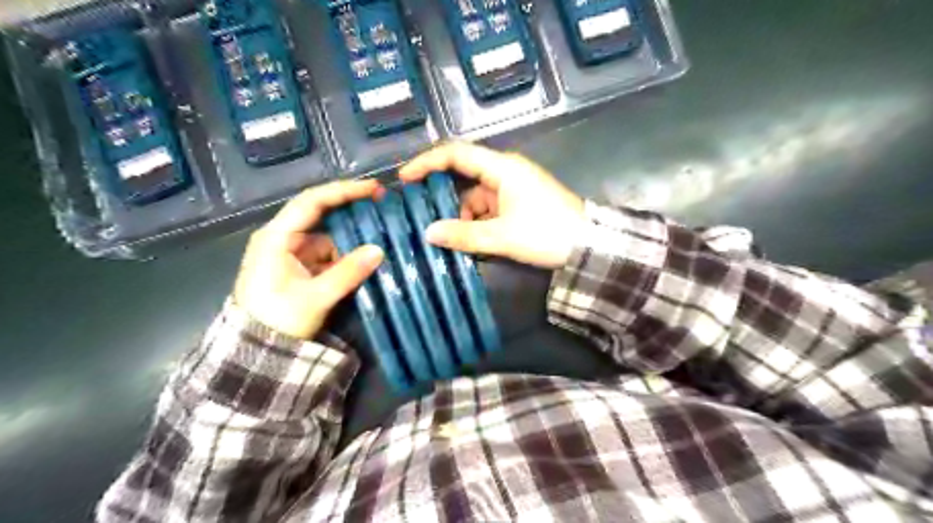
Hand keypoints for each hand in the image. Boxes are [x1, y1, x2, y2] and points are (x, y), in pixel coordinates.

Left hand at [235, 182, 384, 340]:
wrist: (256, 353)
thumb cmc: (278, 320)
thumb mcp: (315, 298)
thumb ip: (347, 273)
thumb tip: (379, 250)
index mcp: (276, 238)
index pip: (311, 202)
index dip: (343, 191)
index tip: (373, 188)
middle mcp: (282, 239)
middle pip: (320, 215)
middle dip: (350, 210)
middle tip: (381, 206)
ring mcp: (291, 254)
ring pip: (327, 236)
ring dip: (350, 237)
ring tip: (380, 235)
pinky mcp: (299, 268)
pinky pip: (326, 254)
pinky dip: (345, 255)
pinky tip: (365, 258)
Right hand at [400, 142, 584, 266]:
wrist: (589, 246)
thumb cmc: (547, 233)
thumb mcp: (502, 237)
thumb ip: (464, 234)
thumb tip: (428, 233)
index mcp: (502, 168)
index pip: (457, 153)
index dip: (428, 162)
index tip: (405, 178)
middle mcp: (505, 172)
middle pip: (464, 176)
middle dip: (443, 196)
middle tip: (422, 215)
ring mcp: (514, 188)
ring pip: (476, 196)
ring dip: (462, 215)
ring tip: (449, 239)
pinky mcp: (520, 203)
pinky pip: (489, 208)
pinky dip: (478, 222)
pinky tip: (471, 241)